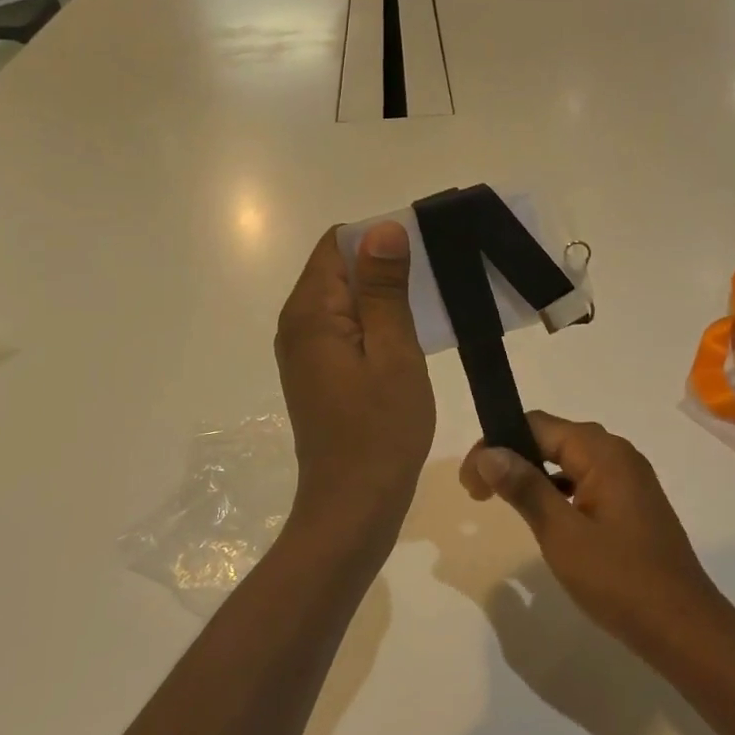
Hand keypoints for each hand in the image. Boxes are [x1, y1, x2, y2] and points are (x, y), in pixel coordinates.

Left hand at [276, 223, 435, 529]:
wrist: (353, 506)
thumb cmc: (380, 431)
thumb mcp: (393, 353)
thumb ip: (384, 289)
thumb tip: (382, 228)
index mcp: (310, 313)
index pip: (337, 244)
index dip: (380, 239)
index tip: (425, 253)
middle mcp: (297, 325)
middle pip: (339, 270)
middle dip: (385, 268)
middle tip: (437, 283)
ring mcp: (306, 352)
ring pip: (345, 301)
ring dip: (385, 298)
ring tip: (431, 309)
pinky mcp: (318, 374)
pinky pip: (346, 330)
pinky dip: (376, 325)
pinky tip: (409, 341)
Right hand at [460, 413, 724, 653]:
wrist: (684, 630)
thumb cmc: (620, 580)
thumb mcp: (562, 534)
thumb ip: (525, 487)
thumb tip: (488, 452)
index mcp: (602, 452)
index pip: (536, 425)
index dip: (496, 444)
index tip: (470, 482)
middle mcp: (618, 454)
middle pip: (551, 438)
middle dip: (511, 457)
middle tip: (479, 493)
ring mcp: (629, 479)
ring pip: (567, 461)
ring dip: (532, 475)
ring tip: (502, 502)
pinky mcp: (632, 504)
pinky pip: (584, 481)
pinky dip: (556, 491)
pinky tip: (543, 517)